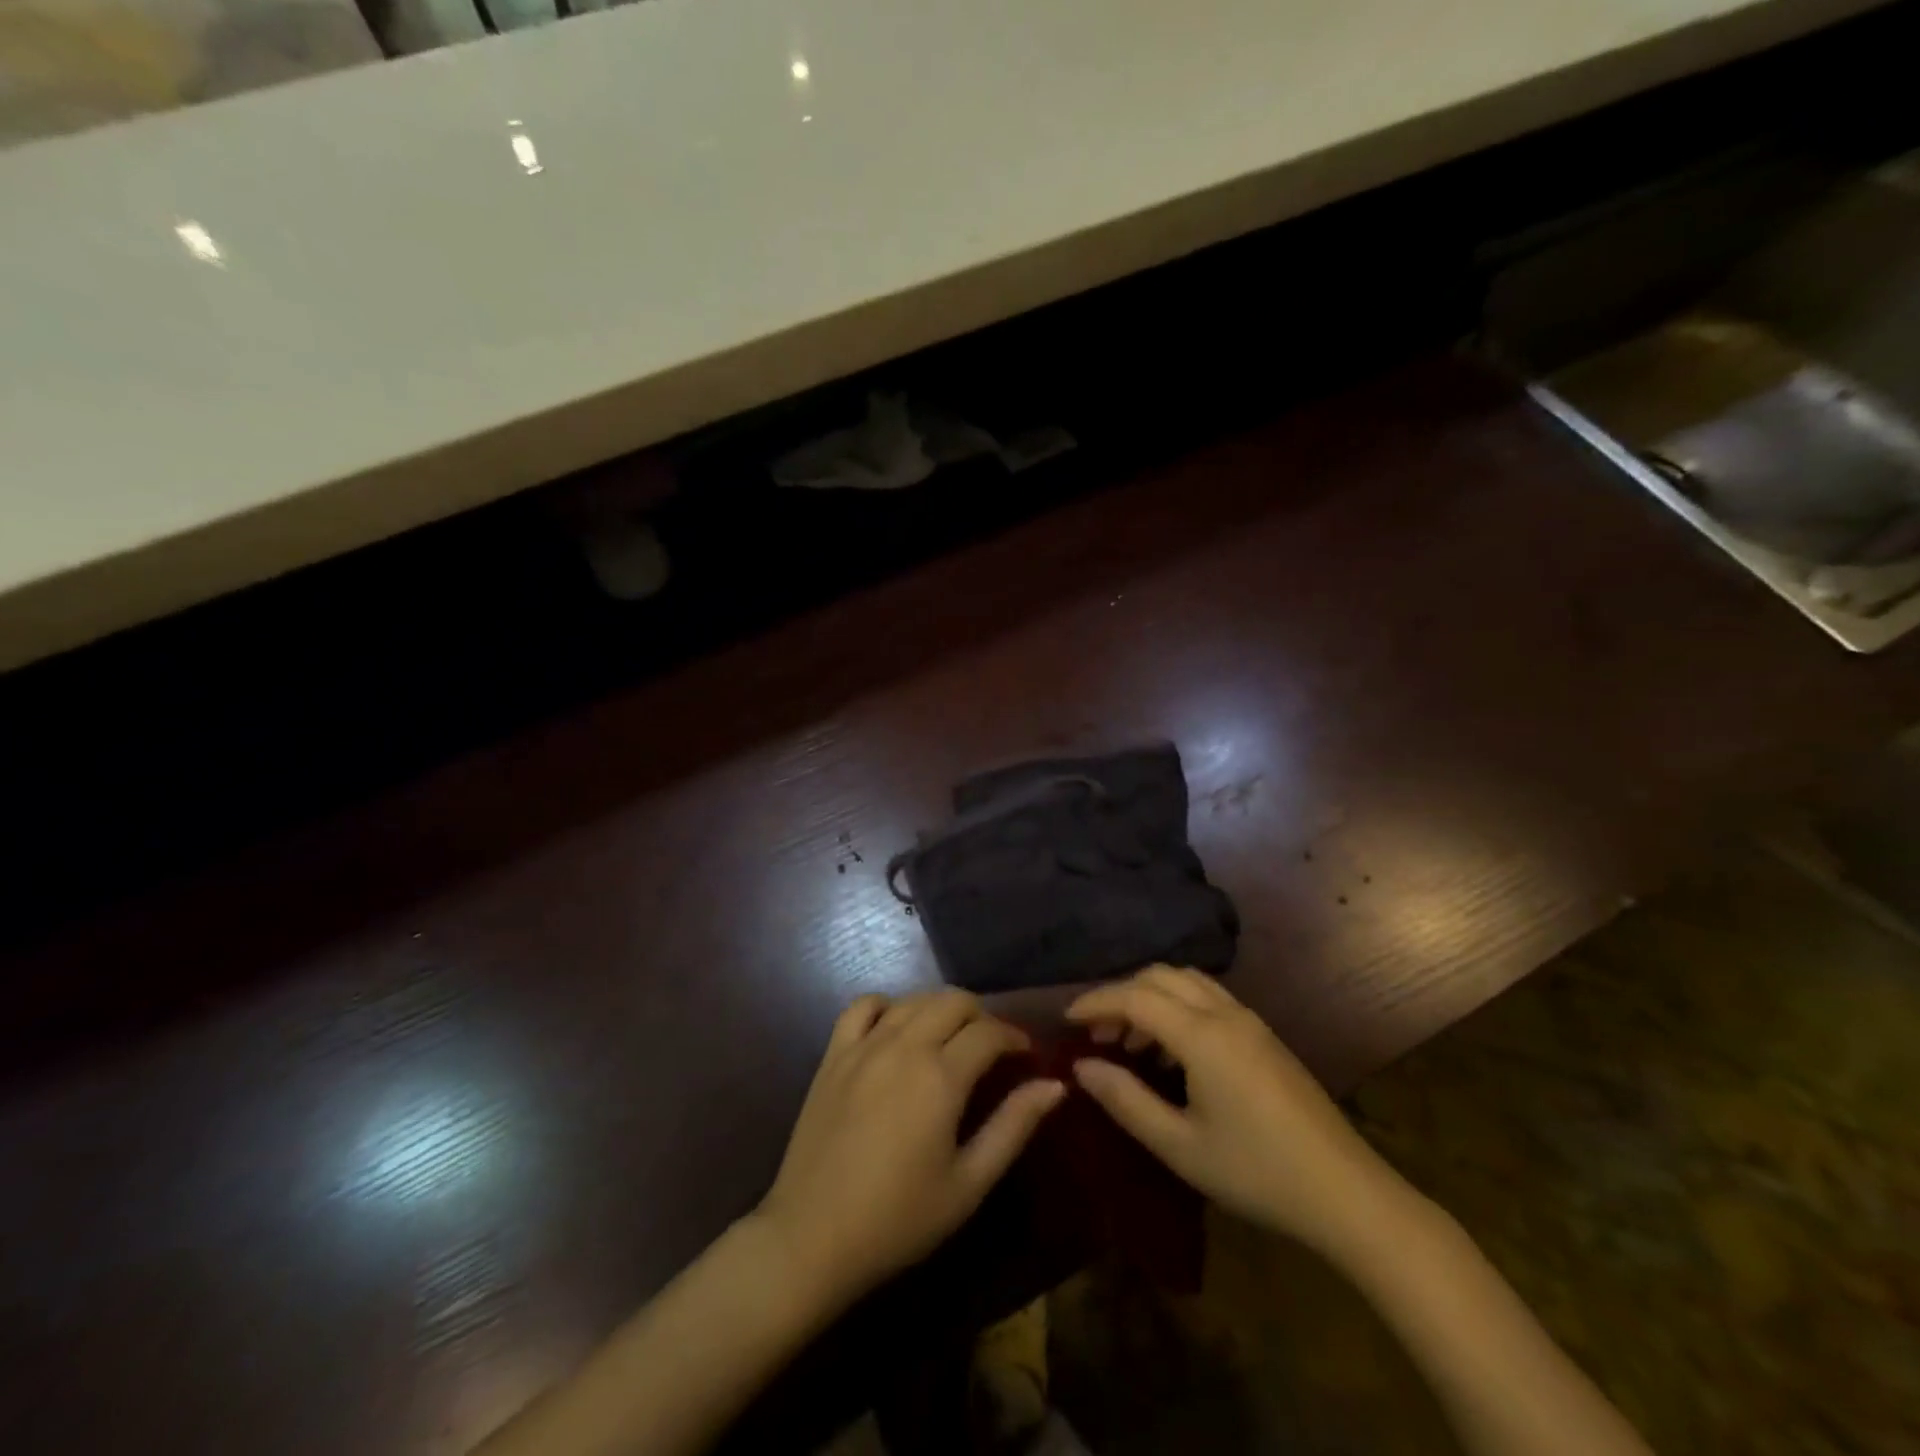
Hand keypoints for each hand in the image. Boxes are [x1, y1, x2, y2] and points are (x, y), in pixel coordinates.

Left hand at [751, 990, 1065, 1310]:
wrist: (812, 1238)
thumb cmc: (899, 1220)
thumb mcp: (969, 1183)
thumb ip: (1013, 1126)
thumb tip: (1055, 1085)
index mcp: (940, 1076)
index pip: (989, 1032)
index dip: (1015, 1037)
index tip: (1027, 1055)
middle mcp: (904, 1046)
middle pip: (953, 1000)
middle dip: (982, 1015)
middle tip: (992, 1047)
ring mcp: (864, 1045)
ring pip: (913, 998)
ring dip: (940, 1008)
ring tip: (951, 1037)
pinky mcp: (834, 1054)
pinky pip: (863, 1006)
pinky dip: (887, 1005)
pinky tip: (896, 1027)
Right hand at [1067, 966, 1396, 1257]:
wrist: (1347, 1193)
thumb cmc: (1256, 1173)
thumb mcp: (1180, 1146)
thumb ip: (1126, 1100)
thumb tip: (1082, 1068)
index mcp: (1202, 1035)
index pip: (1135, 997)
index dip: (1095, 1002)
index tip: (1066, 1020)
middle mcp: (1225, 1013)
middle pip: (1160, 976)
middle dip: (1121, 995)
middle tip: (1098, 1035)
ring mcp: (1250, 1021)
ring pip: (1187, 982)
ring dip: (1151, 998)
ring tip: (1130, 1043)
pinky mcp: (1265, 1036)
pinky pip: (1209, 999)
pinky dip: (1178, 1008)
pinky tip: (1172, 1053)